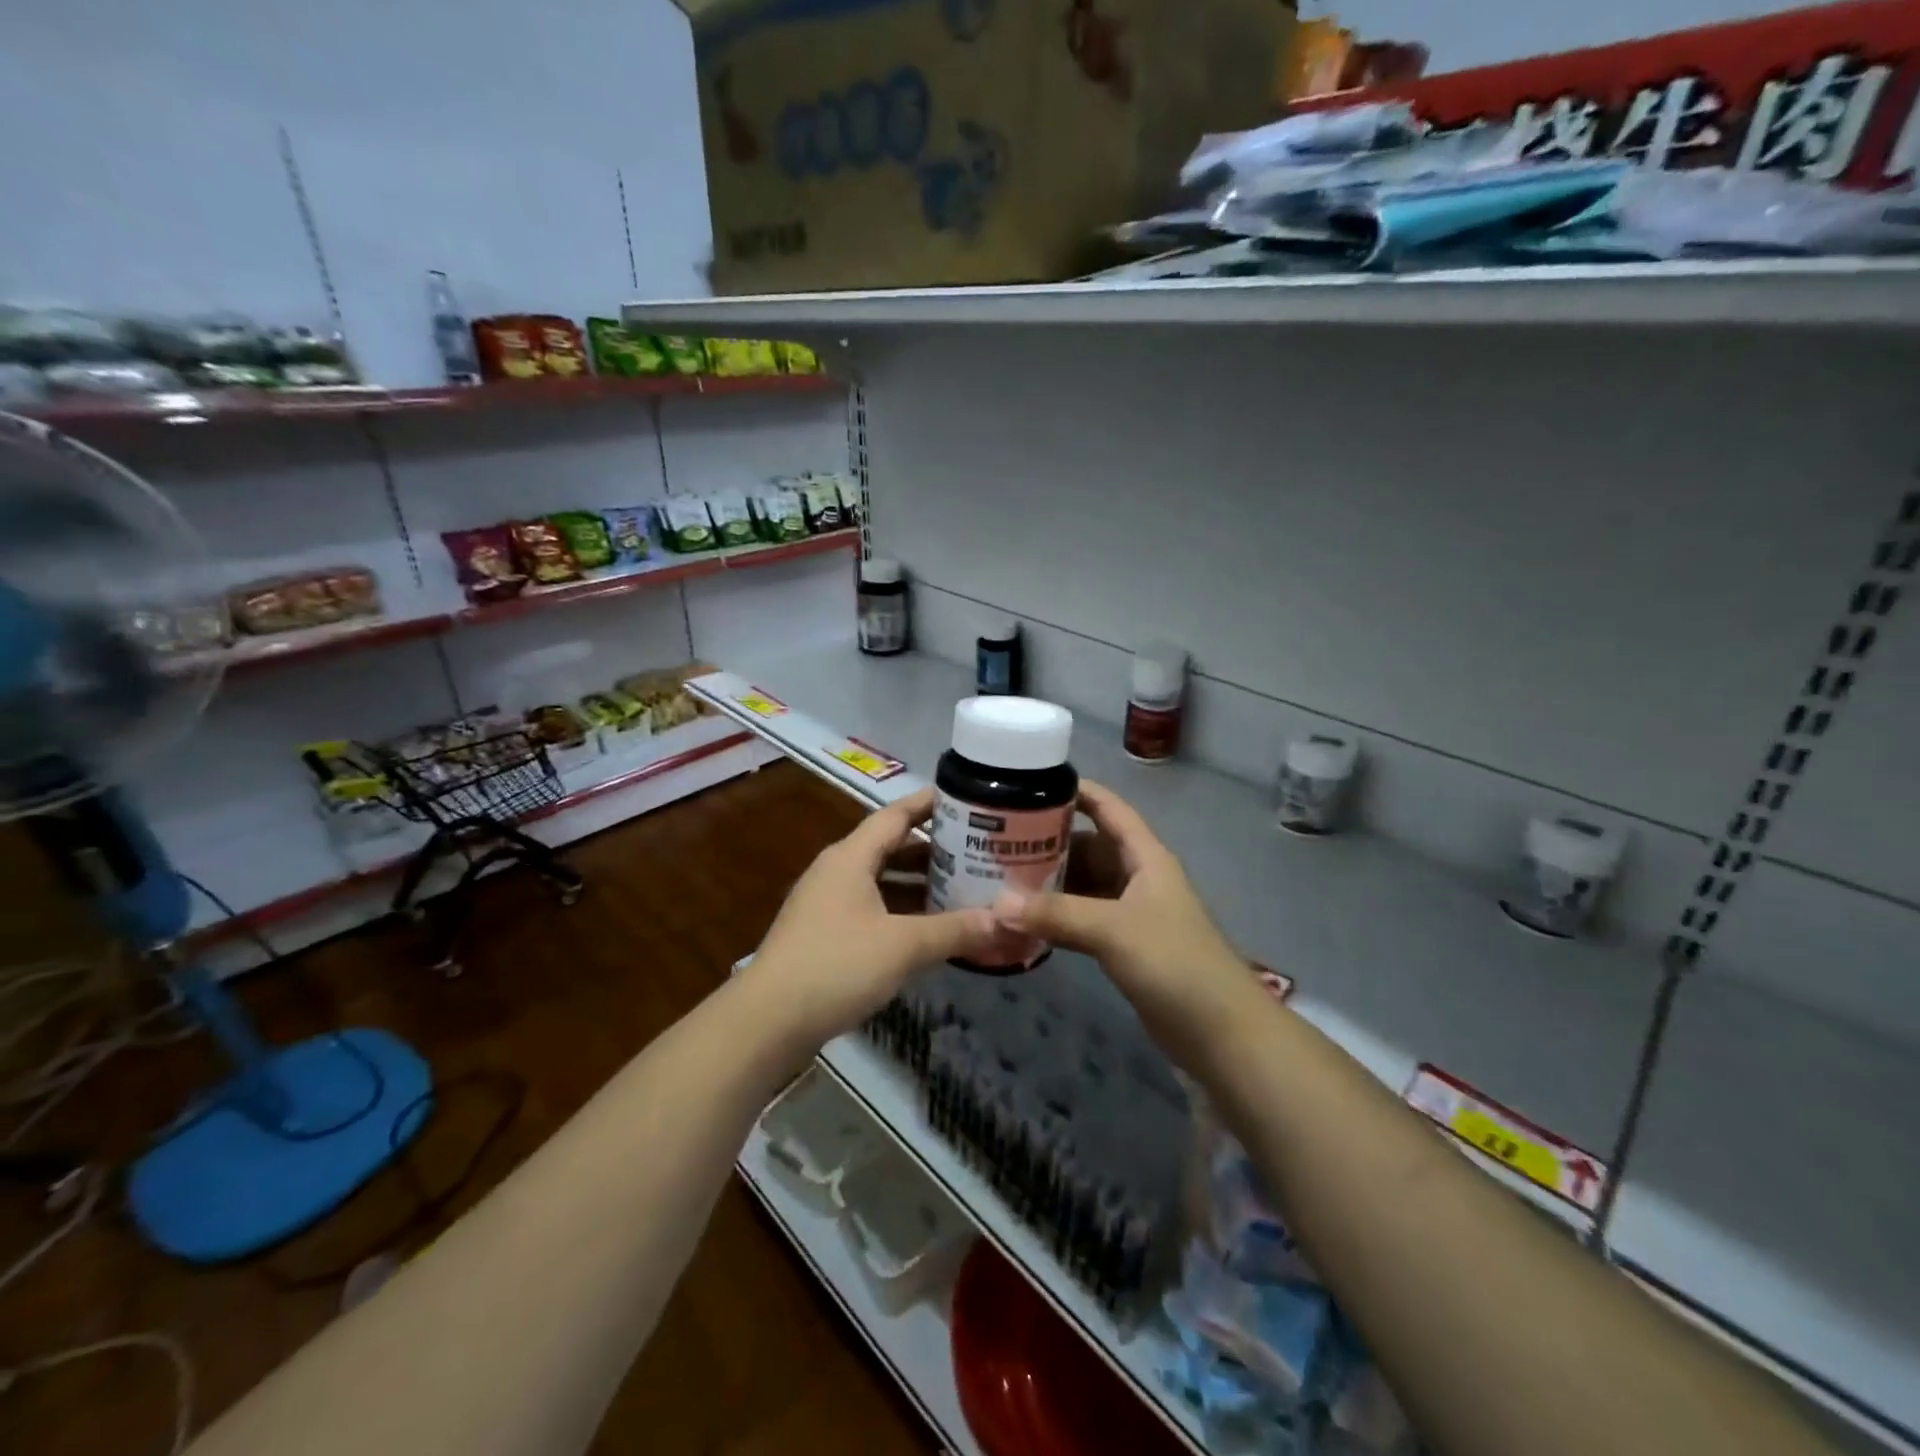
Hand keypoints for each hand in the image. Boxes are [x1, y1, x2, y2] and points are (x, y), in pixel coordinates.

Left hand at [746, 787, 996, 1048]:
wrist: (768, 1021)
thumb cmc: (836, 966)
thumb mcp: (903, 946)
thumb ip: (954, 930)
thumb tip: (1005, 921)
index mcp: (851, 857)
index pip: (896, 815)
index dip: (930, 803)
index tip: (966, 798)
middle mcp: (837, 871)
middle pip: (890, 847)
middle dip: (933, 849)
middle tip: (976, 851)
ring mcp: (827, 903)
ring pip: (881, 881)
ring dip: (917, 884)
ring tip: (961, 889)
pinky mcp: (824, 934)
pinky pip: (871, 908)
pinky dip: (901, 912)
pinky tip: (927, 930)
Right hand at [990, 781, 1260, 1052]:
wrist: (1219, 1030)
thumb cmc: (1173, 962)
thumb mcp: (1113, 929)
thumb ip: (1056, 914)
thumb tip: (996, 905)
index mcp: (1145, 856)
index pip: (1109, 808)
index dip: (1077, 791)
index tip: (1032, 782)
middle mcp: (1137, 877)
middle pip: (1089, 846)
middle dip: (1050, 841)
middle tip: (999, 840)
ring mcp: (1131, 912)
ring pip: (1083, 884)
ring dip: (1050, 882)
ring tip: (1001, 878)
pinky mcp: (1124, 945)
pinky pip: (1083, 918)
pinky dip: (1057, 916)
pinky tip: (1025, 920)